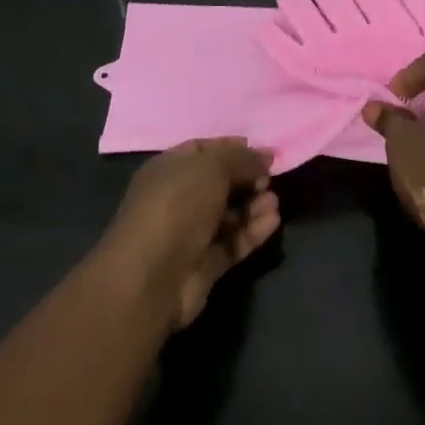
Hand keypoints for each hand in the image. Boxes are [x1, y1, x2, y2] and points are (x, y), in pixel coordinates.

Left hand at [101, 138, 280, 329]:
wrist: (151, 277)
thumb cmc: (177, 206)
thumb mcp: (212, 168)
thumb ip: (242, 159)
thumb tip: (265, 157)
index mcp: (168, 169)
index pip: (202, 151)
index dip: (231, 148)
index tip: (261, 151)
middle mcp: (177, 199)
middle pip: (219, 183)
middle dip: (247, 178)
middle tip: (270, 178)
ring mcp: (190, 233)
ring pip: (229, 214)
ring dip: (254, 206)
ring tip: (274, 202)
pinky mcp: (204, 264)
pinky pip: (233, 242)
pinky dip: (253, 231)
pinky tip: (273, 222)